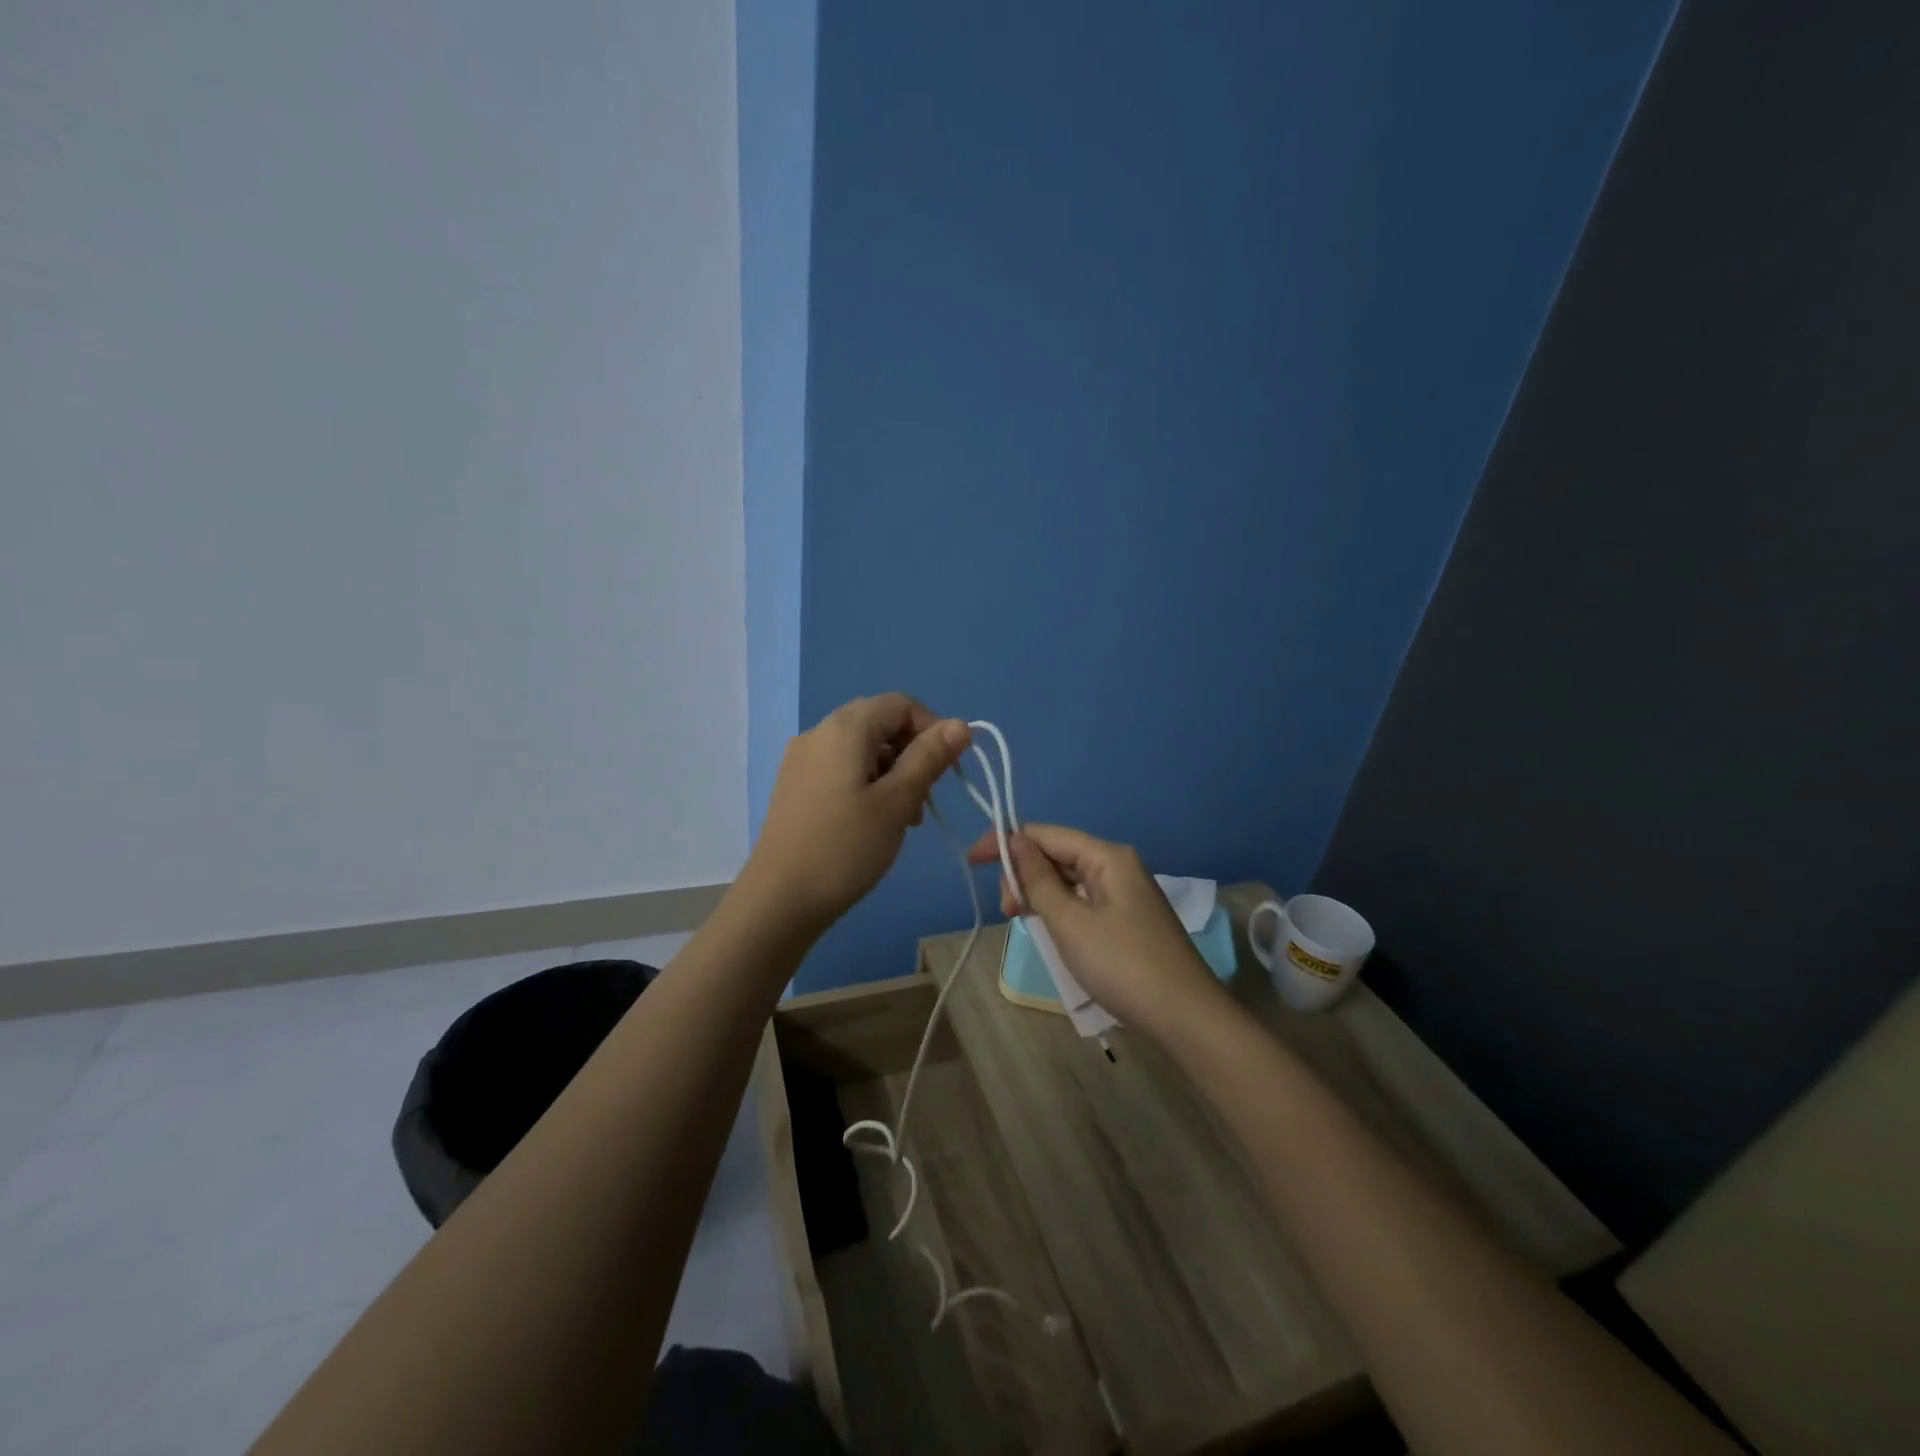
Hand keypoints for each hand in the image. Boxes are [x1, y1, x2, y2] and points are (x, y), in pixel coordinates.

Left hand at [746, 694, 970, 931]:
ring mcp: (802, 759)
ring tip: (903, 818)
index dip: (932, 728)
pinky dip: (867, 783)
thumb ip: (929, 758)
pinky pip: (841, 768)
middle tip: (925, 799)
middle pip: (879, 723)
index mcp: (845, 728)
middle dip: (912, 753)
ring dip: (892, 771)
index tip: (947, 769)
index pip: (900, 703)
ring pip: (862, 748)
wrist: (778, 900)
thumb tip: (960, 724)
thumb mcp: (897, 802)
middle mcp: (819, 733)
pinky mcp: (795, 785)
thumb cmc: (845, 848)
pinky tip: (873, 821)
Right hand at [968, 824, 1231, 1041]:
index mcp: (1107, 856)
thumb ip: (1038, 880)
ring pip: (1069, 879)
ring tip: (1020, 919)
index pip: (1045, 834)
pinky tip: (1047, 926)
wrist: (1185, 1017)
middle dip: (1023, 873)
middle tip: (1006, 910)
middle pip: (1057, 854)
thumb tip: (1013, 841)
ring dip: (1039, 892)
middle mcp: (1117, 865)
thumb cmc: (1122, 965)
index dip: (1006, 842)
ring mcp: (1125, 892)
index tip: (972, 860)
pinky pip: (1082, 900)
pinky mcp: (1127, 918)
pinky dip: (1059, 908)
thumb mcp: (1071, 922)